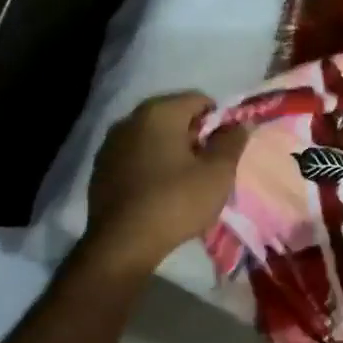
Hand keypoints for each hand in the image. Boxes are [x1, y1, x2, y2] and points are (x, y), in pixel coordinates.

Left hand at [83, 93, 247, 274]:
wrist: (123, 242)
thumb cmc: (177, 202)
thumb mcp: (217, 174)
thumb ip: (232, 143)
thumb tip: (241, 123)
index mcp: (160, 112)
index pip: (199, 100)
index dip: (219, 120)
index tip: (226, 148)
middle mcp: (130, 119)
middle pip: (173, 116)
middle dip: (195, 136)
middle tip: (209, 166)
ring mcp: (111, 143)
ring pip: (152, 137)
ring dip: (172, 151)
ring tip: (185, 181)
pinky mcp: (101, 168)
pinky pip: (135, 157)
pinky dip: (151, 165)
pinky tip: (160, 191)